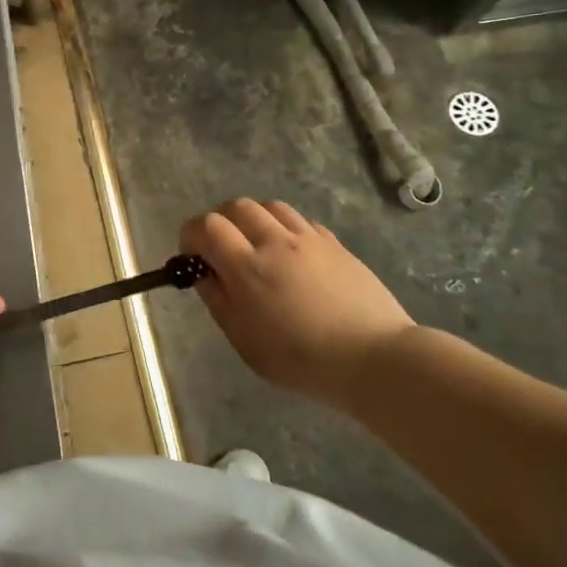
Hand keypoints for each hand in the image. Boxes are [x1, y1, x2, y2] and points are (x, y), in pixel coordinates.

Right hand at [180, 199, 414, 402]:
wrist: (374, 359)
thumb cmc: (302, 360)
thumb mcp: (246, 341)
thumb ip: (219, 301)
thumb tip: (203, 274)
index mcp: (247, 267)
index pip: (207, 226)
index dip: (191, 234)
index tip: (192, 255)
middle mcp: (275, 242)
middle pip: (237, 206)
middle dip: (221, 221)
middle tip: (222, 248)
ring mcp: (308, 239)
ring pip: (270, 206)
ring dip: (254, 219)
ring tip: (257, 245)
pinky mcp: (335, 244)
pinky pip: (301, 221)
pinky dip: (285, 228)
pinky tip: (291, 254)